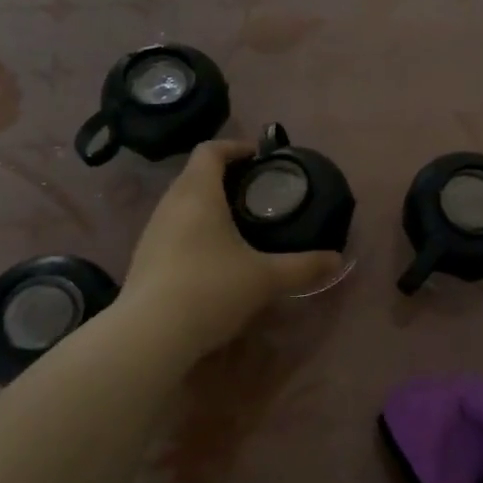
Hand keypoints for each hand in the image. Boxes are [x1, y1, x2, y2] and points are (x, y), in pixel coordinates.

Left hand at [119, 140, 342, 357]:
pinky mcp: (145, 258)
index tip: (259, 157)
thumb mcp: (266, 279)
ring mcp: (152, 232)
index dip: (235, 147)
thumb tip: (337, 260)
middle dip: (225, 177)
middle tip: (257, 192)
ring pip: (182, 203)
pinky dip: (195, 230)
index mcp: (198, 194)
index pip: (210, 150)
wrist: (150, 335)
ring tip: (238, 223)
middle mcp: (170, 204)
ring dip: (208, 205)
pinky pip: (173, 229)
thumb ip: (303, 266)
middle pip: (195, 175)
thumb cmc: (211, 289)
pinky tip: (214, 257)